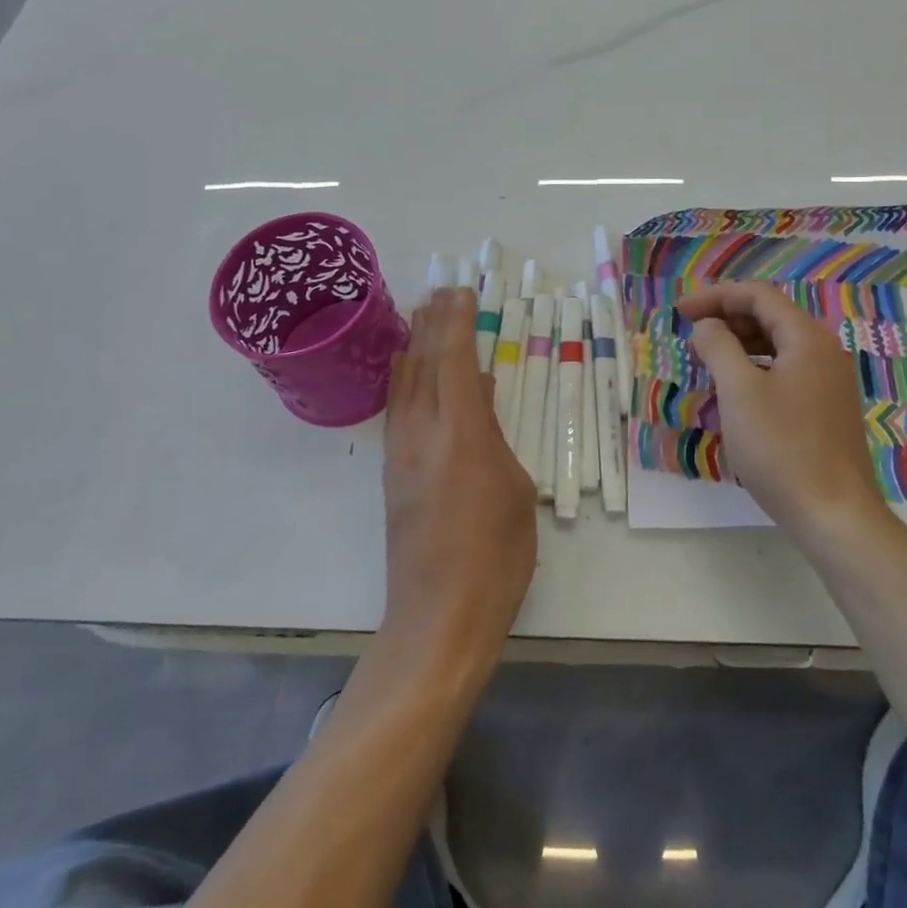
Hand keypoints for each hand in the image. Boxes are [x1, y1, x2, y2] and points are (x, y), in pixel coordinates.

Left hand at [381, 287, 537, 667]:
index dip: (459, 322)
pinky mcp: (391, 473)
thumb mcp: (515, 489)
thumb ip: (495, 435)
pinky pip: (397, 408)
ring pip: (404, 383)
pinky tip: (411, 372)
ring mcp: (401, 452)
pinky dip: (405, 378)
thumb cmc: (496, 555)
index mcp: (462, 432)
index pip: (456, 360)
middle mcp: (423, 432)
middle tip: (441, 291)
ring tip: (422, 316)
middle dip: (434, 323)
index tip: (462, 292)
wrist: (439, 616)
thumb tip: (483, 396)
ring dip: (415, 345)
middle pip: (425, 362)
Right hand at [678, 282, 885, 542]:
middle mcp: (823, 352)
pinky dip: (755, 368)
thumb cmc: (782, 448)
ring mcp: (828, 382)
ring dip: (739, 344)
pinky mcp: (825, 409)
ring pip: (777, 346)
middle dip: (726, 318)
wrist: (834, 514)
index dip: (716, 296)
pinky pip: (785, 371)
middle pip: (770, 317)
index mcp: (807, 339)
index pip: (759, 296)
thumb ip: (719, 347)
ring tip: (706, 358)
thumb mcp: (739, 392)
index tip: (680, 312)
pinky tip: (734, 390)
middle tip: (689, 332)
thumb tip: (707, 327)